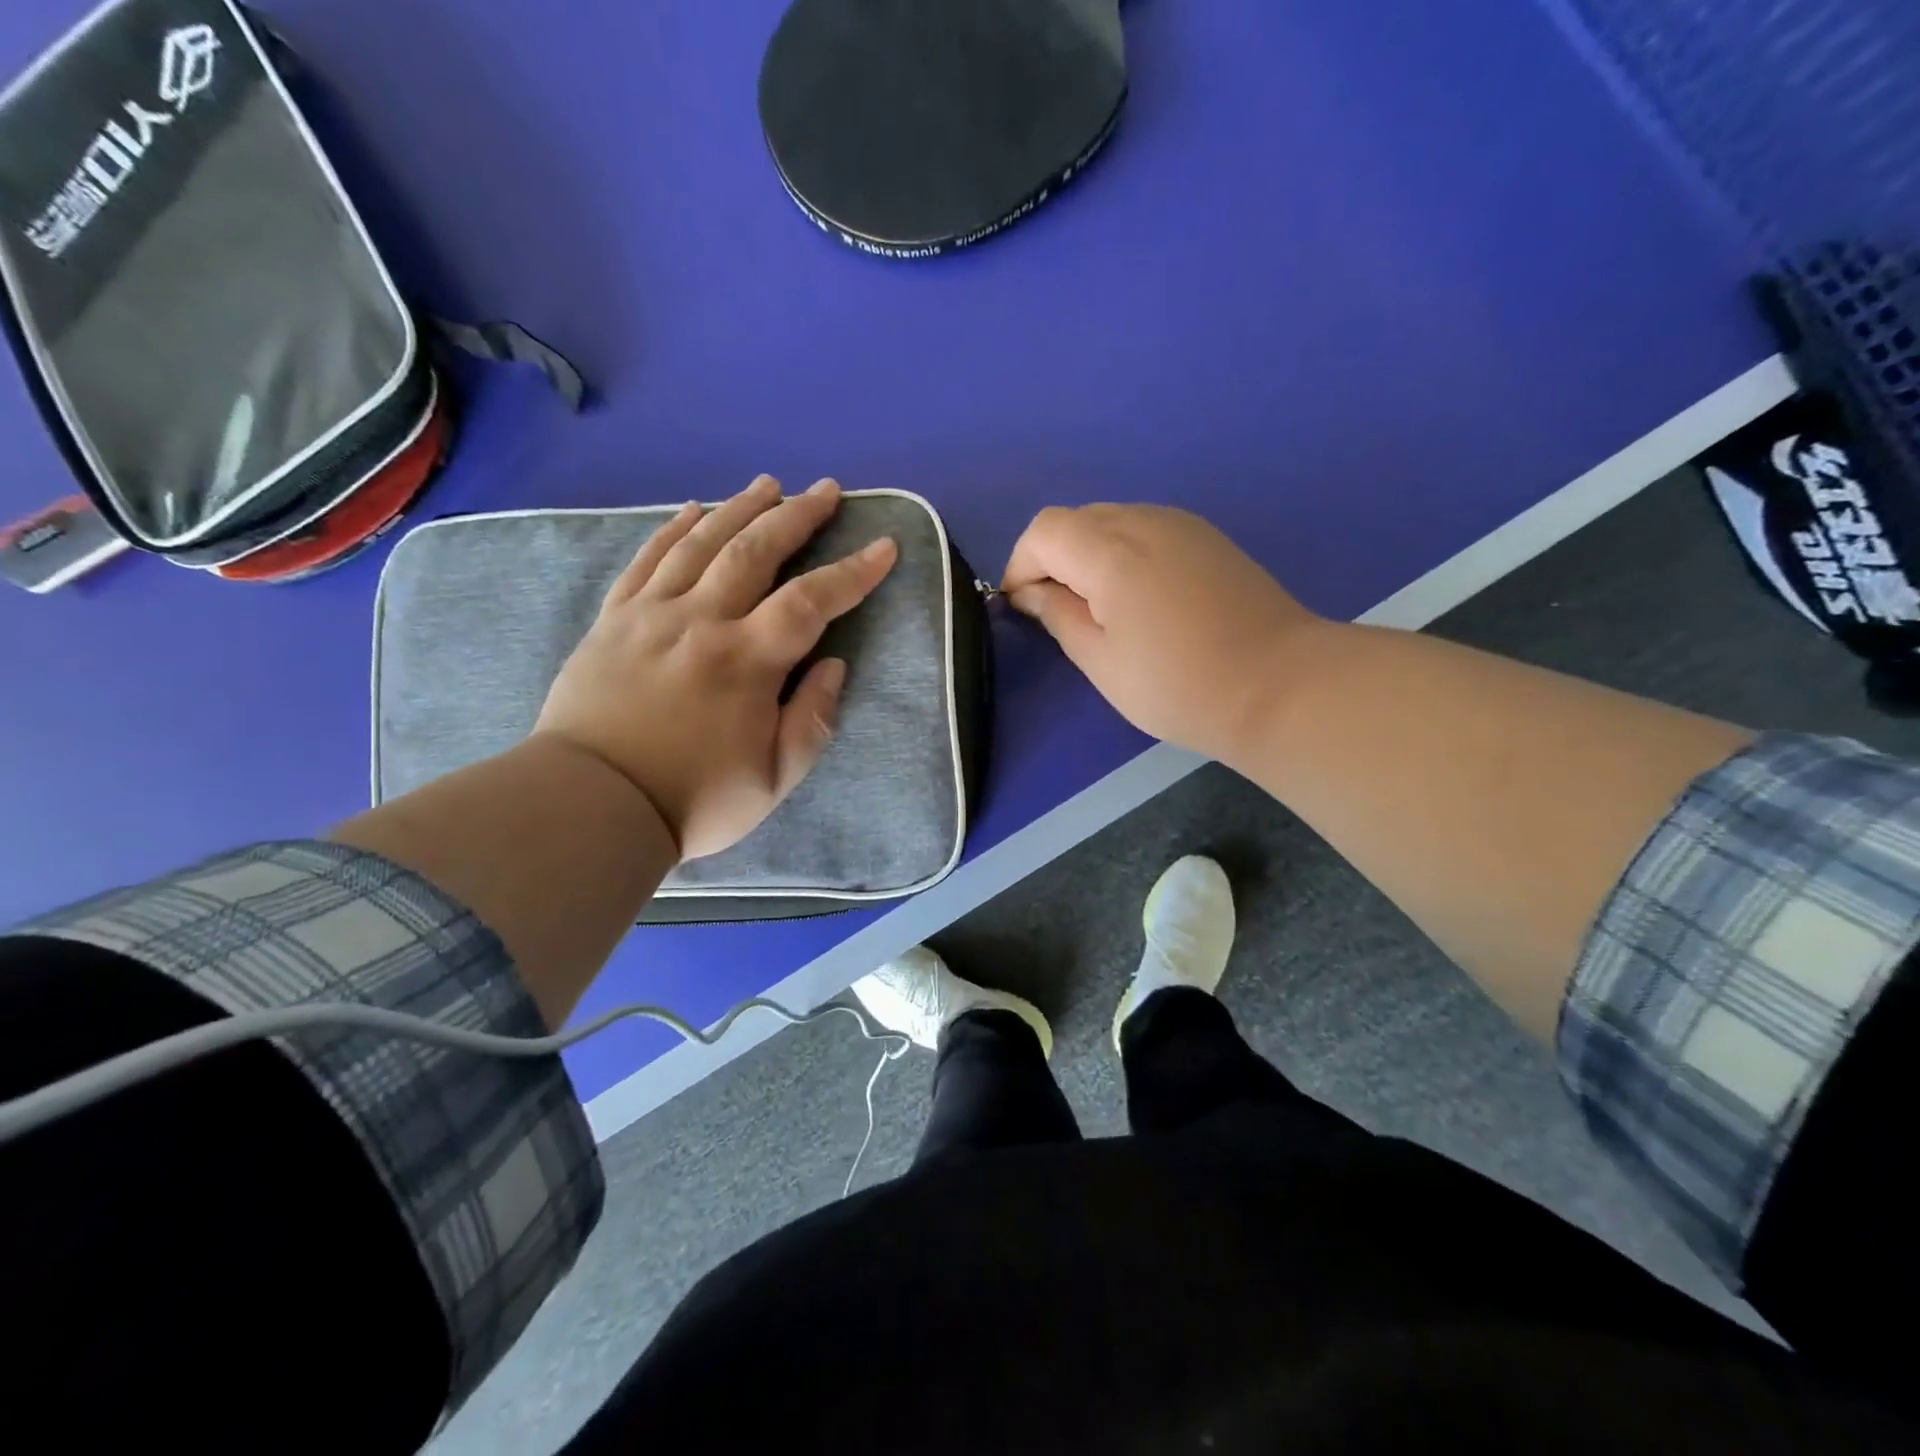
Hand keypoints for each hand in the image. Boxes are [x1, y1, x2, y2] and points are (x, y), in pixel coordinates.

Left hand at [535, 475, 897, 859]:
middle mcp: (702, 621)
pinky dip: (673, 529)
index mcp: (747, 661)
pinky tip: (693, 509)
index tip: (883, 545)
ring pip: (702, 543)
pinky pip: (647, 560)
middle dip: (797, 517)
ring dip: (740, 509)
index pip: (812, 601)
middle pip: (756, 551)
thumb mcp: (774, 779)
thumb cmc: (693, 799)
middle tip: (825, 489)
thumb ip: (812, 719)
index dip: (852, 572)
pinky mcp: (614, 620)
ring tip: (769, 484)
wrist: (591, 805)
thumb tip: (834, 665)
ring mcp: (652, 614)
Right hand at [1002, 504, 1323, 764]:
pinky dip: (1123, 554)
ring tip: (1100, 609)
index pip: (1044, 531)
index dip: (1021, 564)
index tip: (1022, 606)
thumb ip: (1058, 616)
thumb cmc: (1178, 685)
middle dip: (1053, 559)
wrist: (1279, 685)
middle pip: (1076, 520)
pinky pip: (1146, 530)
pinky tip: (1140, 599)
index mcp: (1110, 550)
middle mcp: (1144, 520)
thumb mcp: (1101, 661)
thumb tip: (1031, 593)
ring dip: (1088, 555)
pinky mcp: (1208, 538)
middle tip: (1060, 612)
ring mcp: (1182, 524)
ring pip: (1112, 521)